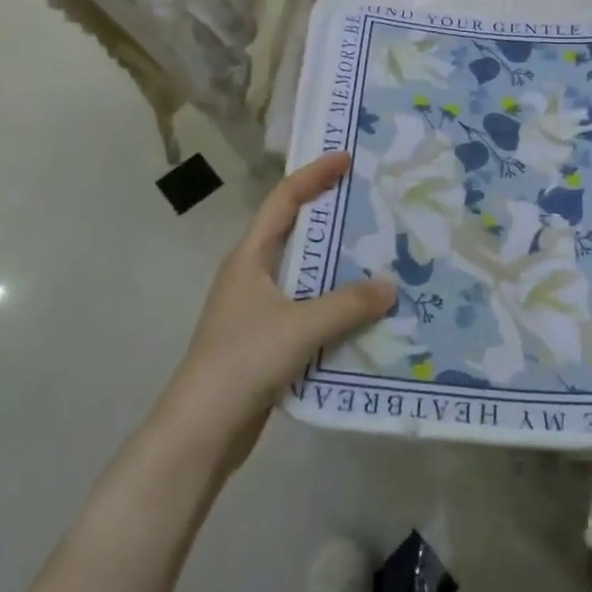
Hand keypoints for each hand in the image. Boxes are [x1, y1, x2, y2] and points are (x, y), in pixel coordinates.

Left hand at [153, 153, 394, 476]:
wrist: (200, 432)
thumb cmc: (243, 361)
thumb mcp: (300, 326)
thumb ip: (348, 304)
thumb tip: (391, 286)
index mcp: (250, 257)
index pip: (284, 201)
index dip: (314, 175)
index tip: (347, 159)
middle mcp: (252, 275)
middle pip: (297, 234)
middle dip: (333, 219)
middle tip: (374, 207)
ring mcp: (258, 310)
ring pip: (305, 275)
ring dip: (338, 267)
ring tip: (381, 257)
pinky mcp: (267, 341)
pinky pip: (308, 310)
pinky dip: (335, 305)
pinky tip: (365, 314)